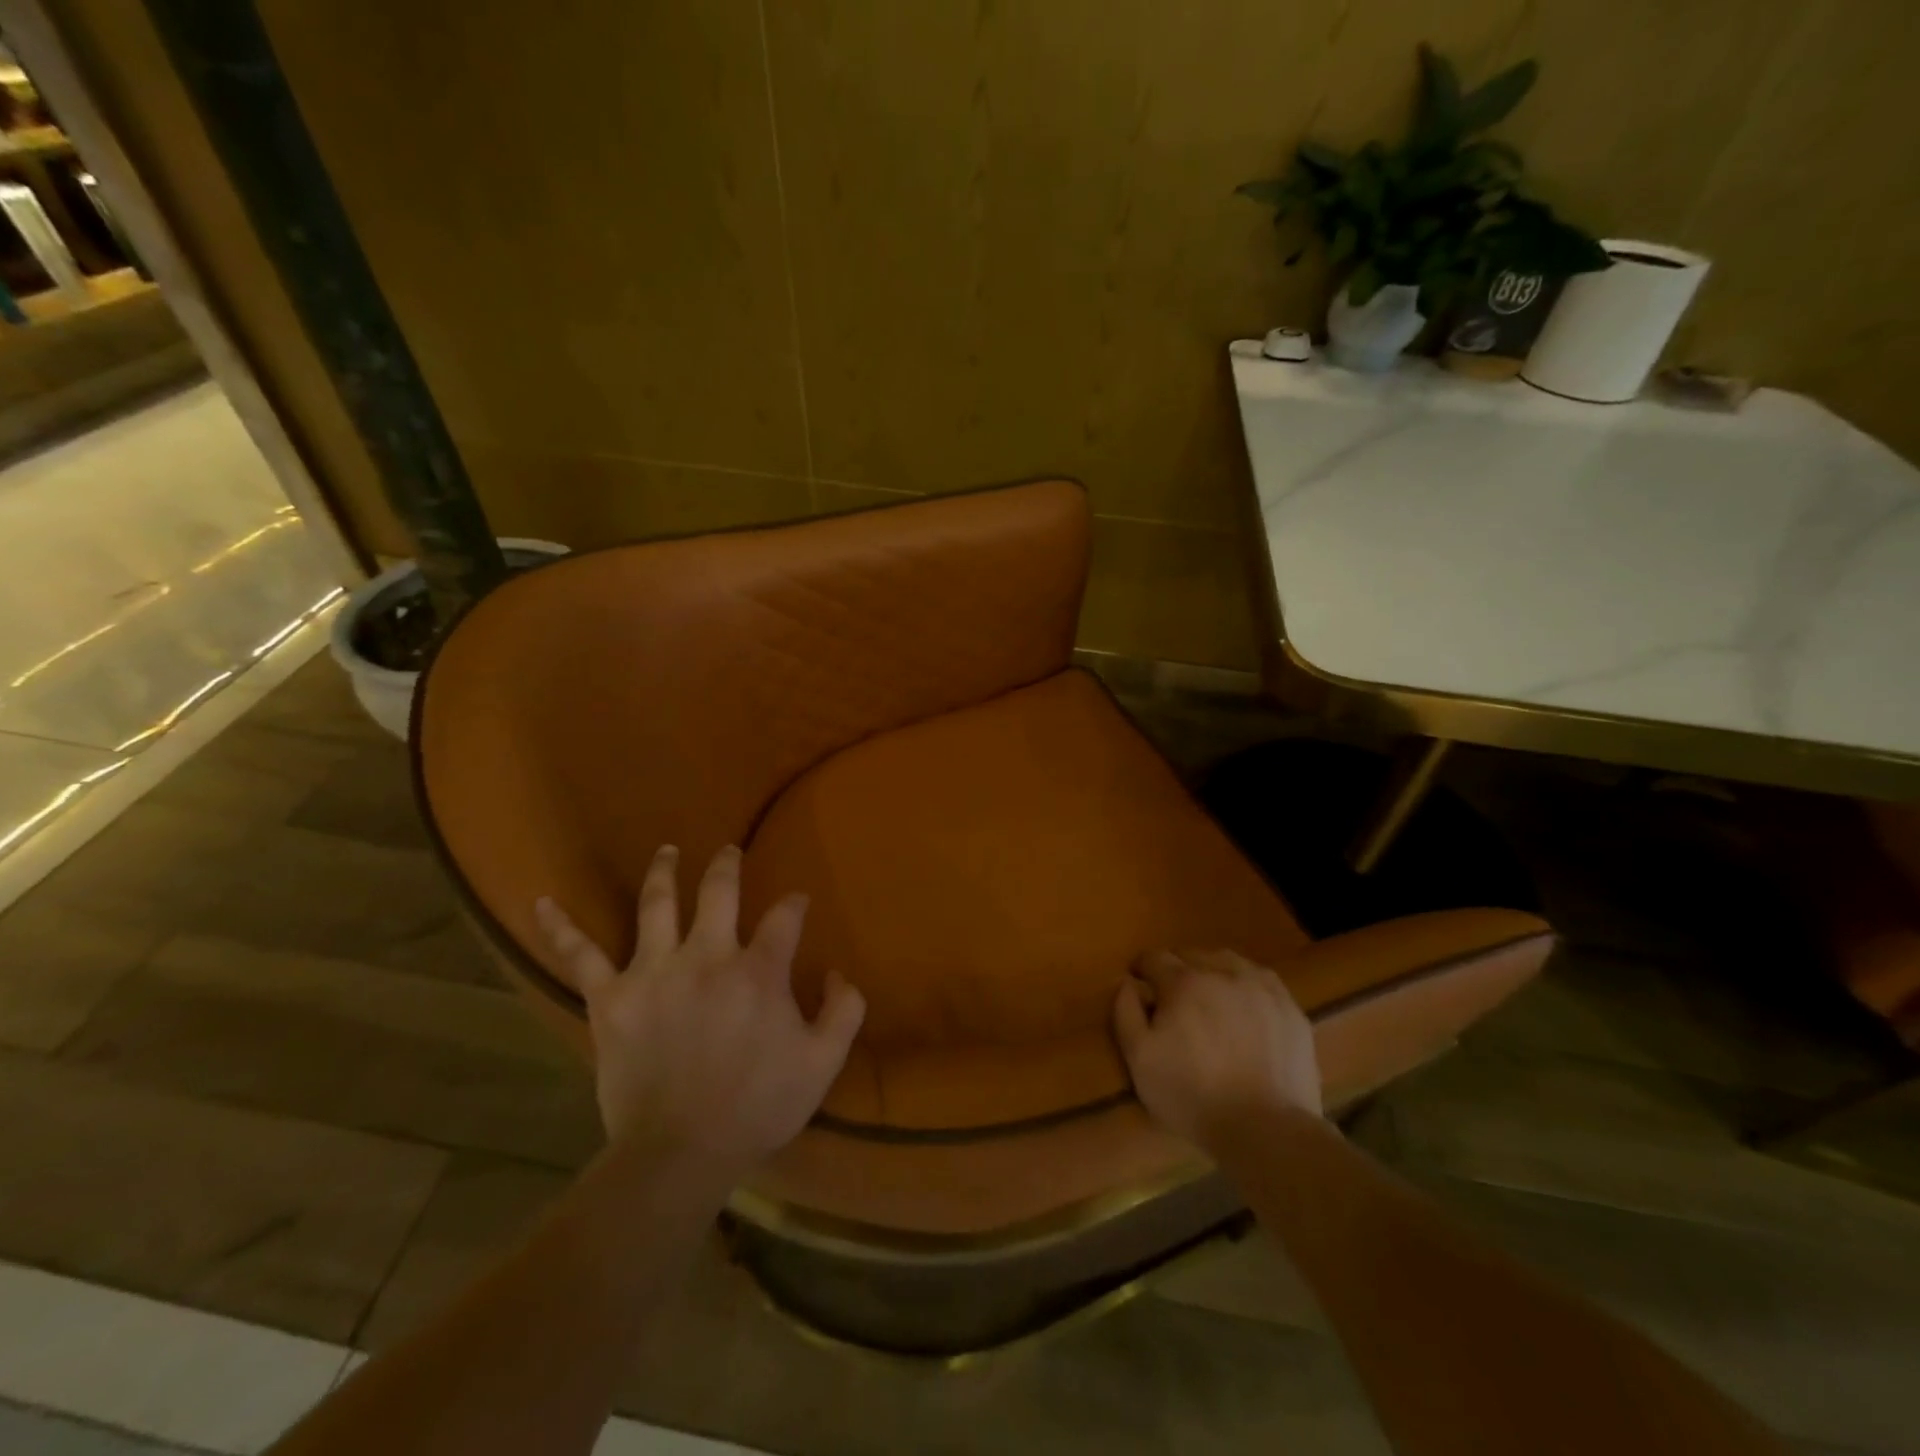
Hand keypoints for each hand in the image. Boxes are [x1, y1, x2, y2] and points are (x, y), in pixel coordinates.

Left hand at [534, 844, 865, 1175]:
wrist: (680, 1154)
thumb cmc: (757, 1107)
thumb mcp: (823, 1063)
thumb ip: (843, 1011)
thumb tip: (836, 973)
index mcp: (759, 970)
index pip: (785, 917)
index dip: (795, 904)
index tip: (798, 903)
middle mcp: (707, 956)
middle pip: (719, 891)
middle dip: (727, 866)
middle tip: (729, 852)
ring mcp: (654, 972)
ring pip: (657, 904)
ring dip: (664, 871)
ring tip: (668, 851)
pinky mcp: (611, 999)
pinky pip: (580, 956)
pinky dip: (560, 928)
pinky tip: (542, 902)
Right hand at [1113, 948, 1321, 1149]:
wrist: (1266, 1129)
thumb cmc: (1192, 1095)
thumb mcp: (1139, 1059)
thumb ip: (1125, 1012)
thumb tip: (1126, 981)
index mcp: (1184, 982)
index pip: (1154, 958)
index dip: (1142, 970)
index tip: (1140, 987)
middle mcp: (1223, 972)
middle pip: (1191, 955)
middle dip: (1177, 970)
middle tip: (1174, 1001)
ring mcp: (1261, 988)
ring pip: (1228, 962)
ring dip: (1212, 973)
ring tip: (1210, 1001)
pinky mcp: (1290, 1008)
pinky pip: (1261, 981)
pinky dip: (1246, 987)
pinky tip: (1244, 1011)